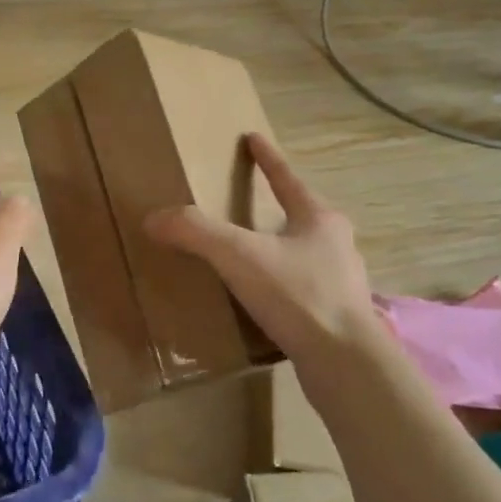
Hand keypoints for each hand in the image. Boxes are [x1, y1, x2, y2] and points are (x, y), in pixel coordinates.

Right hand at [144, 134, 376, 361]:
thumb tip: (154, 218)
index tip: (253, 137)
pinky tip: (267, 300)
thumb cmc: (297, 295)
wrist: (346, 364)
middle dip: (279, 205)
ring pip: (306, 253)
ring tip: (255, 253)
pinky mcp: (338, 316)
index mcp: (318, 218)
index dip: (266, 157)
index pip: (286, 177)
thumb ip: (196, 232)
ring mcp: (342, 282)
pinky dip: (284, 285)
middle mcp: (336, 244)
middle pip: (303, 213)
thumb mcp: (239, 256)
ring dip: (282, 248)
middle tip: (252, 201)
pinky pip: (304, 289)